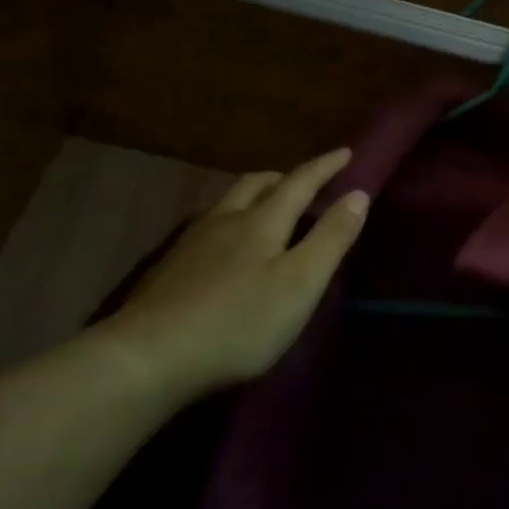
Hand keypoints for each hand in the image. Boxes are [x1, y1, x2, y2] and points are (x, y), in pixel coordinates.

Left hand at [92, 149, 369, 398]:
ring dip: (254, 196)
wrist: (150, 356)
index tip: (346, 152)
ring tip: (266, 209)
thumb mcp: (300, 283)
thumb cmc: (239, 321)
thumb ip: (331, 238)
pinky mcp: (170, 268)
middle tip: (303, 183)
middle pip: (256, 185)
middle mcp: (225, 220)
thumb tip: (359, 194)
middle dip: (284, 178)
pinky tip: (225, 247)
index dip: (325, 167)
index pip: (300, 182)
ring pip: (228, 203)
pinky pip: (207, 227)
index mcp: (262, 222)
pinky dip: (229, 221)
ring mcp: (192, 242)